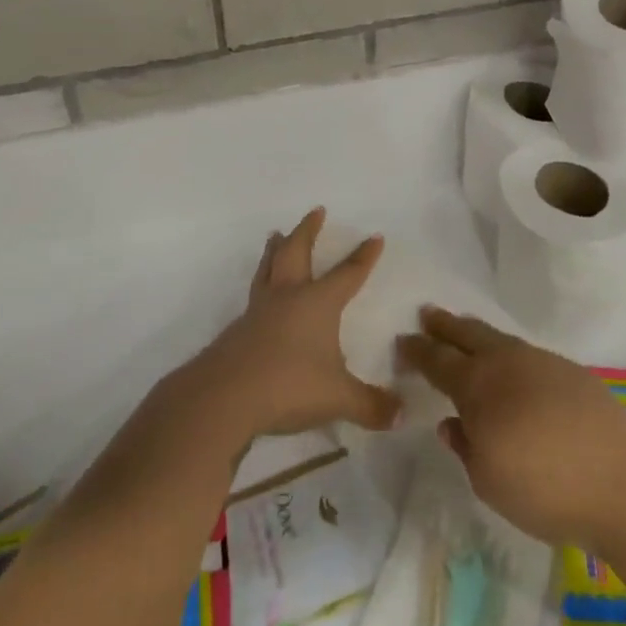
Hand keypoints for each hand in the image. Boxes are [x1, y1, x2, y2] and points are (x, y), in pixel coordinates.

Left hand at [185, 207, 401, 441]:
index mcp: (318, 303)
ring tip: (274, 235)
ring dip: (275, 250)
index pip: (348, 273)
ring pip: (268, 269)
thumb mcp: (338, 398)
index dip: (363, 257)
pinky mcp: (238, 331)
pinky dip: (261, 285)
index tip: (374, 236)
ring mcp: (259, 312)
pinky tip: (261, 296)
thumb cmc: (289, 385)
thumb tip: (401, 414)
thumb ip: (370, 405)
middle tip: (315, 211)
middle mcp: (288, 297)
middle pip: (298, 253)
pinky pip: (253, 297)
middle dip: (308, 231)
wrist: (225, 397)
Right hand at [396, 306, 625, 546]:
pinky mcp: (571, 372)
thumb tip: (452, 423)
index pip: (437, 361)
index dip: (417, 351)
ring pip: (498, 338)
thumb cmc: (544, 488)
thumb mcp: (488, 481)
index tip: (402, 341)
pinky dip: (508, 351)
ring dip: (476, 333)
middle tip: (427, 314)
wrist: (622, 481)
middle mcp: (506, 363)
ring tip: (464, 329)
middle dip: (444, 325)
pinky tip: (512, 365)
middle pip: (467, 334)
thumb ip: (465, 447)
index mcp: (477, 386)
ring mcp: (541, 362)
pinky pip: (526, 352)